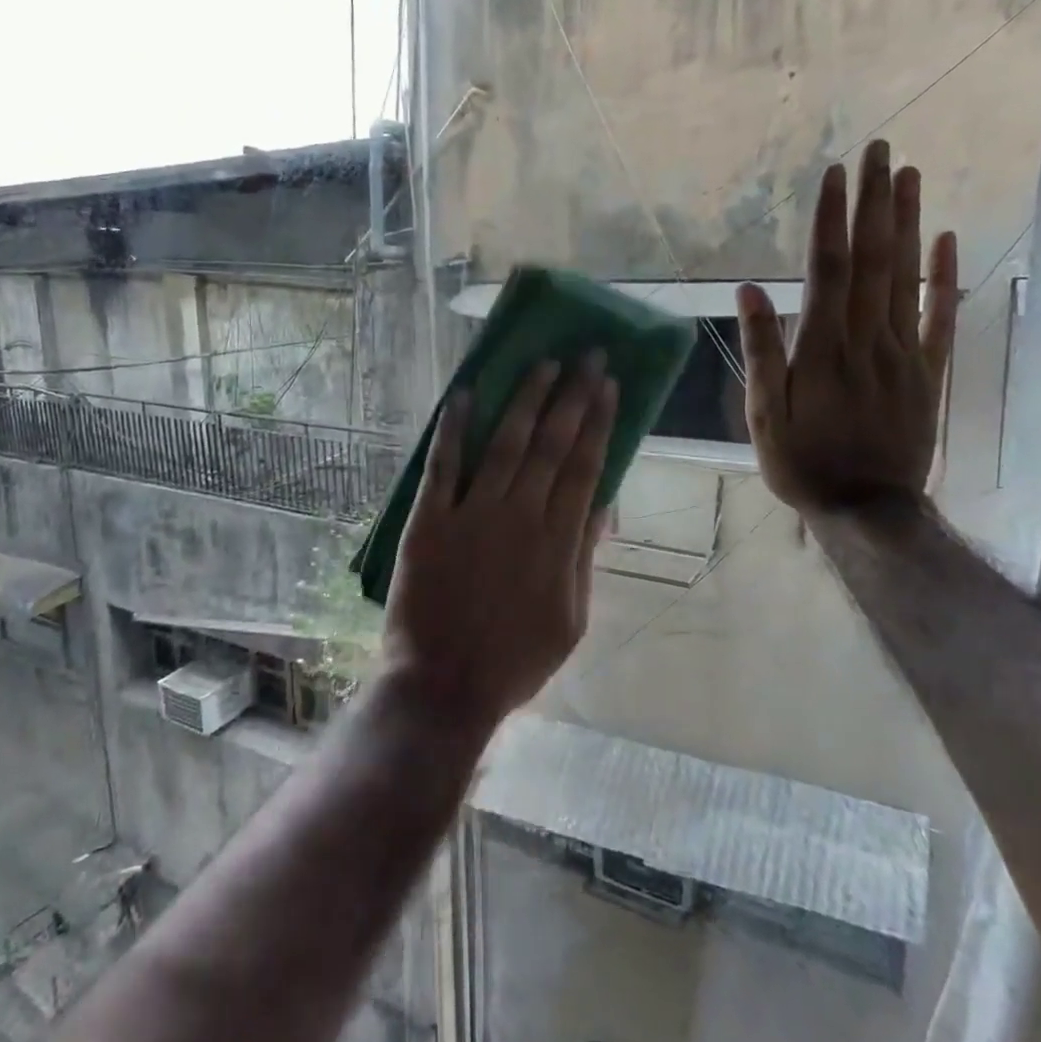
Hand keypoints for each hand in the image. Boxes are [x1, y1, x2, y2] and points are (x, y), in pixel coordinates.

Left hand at [384, 357, 617, 729]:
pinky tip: (465, 394)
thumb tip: (603, 507)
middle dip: (572, 397)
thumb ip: (583, 558)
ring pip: (505, 444)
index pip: (585, 467)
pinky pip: (443, 465)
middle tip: (587, 356)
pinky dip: (454, 429)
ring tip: (543, 364)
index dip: (598, 423)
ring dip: (525, 399)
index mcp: (558, 542)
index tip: (610, 386)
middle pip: (551, 445)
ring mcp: (472, 515)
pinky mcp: (430, 520)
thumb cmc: (514, 661)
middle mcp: (520, 516)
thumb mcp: (571, 620)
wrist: (445, 685)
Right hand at [737, 138, 959, 513]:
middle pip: (872, 259)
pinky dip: (946, 276)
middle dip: (874, 202)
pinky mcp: (930, 371)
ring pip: (907, 276)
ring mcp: (905, 352)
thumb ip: (761, 351)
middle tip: (879, 150)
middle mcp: (868, 338)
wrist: (867, 509)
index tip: (835, 173)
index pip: (827, 269)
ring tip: (909, 175)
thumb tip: (748, 290)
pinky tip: (947, 239)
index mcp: (823, 348)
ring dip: (907, 223)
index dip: (831, 219)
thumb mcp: (764, 414)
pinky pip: (942, 316)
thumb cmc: (803, 463)